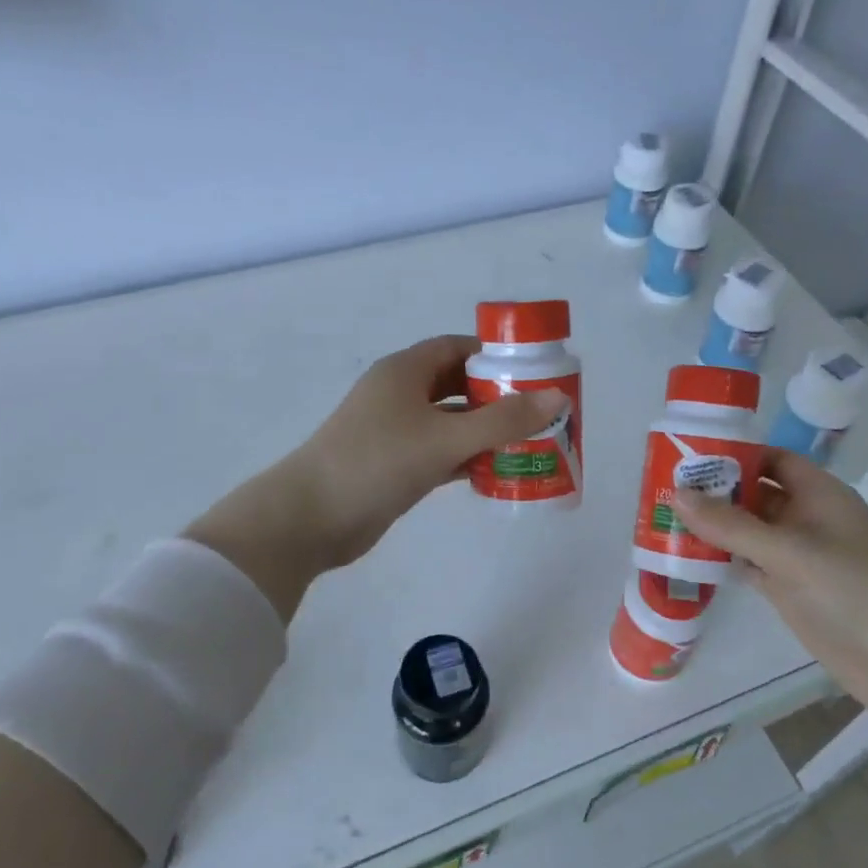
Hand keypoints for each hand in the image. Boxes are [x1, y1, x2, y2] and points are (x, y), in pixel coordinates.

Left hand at [186, 335, 566, 619]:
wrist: (310, 518)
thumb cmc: (376, 463)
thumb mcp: (444, 438)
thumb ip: (502, 420)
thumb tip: (557, 399)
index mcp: (405, 371)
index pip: (457, 348)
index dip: (496, 355)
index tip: (536, 371)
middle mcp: (400, 395)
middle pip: (458, 385)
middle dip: (498, 397)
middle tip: (541, 412)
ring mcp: (395, 432)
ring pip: (451, 423)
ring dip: (485, 432)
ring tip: (531, 443)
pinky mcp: (395, 466)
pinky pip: (441, 453)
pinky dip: (467, 459)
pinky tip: (498, 472)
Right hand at [671, 449, 867, 728]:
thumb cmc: (854, 590)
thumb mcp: (790, 551)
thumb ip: (732, 525)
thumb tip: (678, 495)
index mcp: (819, 494)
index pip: (771, 459)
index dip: (734, 454)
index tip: (687, 456)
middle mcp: (808, 519)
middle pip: (756, 494)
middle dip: (716, 491)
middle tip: (663, 489)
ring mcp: (799, 557)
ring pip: (749, 531)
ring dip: (715, 527)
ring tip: (665, 519)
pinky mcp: (791, 589)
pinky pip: (750, 564)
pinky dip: (724, 559)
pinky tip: (689, 558)